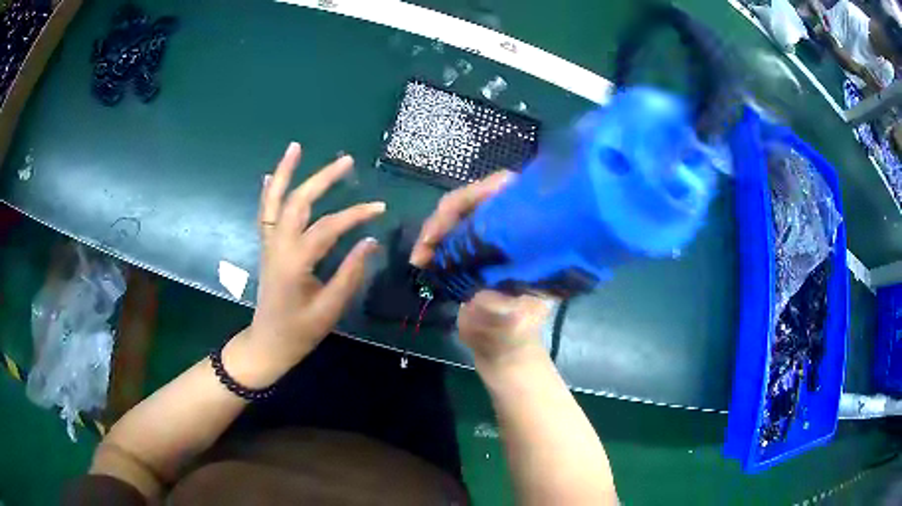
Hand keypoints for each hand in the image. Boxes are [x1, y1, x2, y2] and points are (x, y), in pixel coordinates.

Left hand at [236, 143, 384, 380]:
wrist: (267, 344)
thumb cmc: (299, 332)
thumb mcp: (330, 309)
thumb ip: (350, 273)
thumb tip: (370, 240)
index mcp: (295, 262)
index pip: (328, 227)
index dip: (355, 215)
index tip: (379, 208)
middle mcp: (278, 245)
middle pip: (298, 202)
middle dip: (321, 178)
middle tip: (346, 160)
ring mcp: (268, 244)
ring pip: (274, 200)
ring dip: (284, 172)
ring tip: (295, 147)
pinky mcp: (266, 246)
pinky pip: (265, 213)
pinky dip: (268, 192)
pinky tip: (269, 176)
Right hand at [410, 171, 551, 368]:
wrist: (499, 350)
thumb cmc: (508, 336)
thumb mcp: (507, 324)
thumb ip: (499, 308)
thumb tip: (486, 290)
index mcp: (536, 241)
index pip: (511, 193)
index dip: (480, 194)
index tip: (451, 217)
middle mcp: (516, 231)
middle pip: (480, 198)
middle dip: (449, 213)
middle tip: (426, 243)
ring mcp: (494, 239)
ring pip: (462, 212)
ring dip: (435, 228)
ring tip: (419, 256)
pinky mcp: (476, 249)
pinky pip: (452, 230)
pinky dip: (433, 239)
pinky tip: (422, 256)